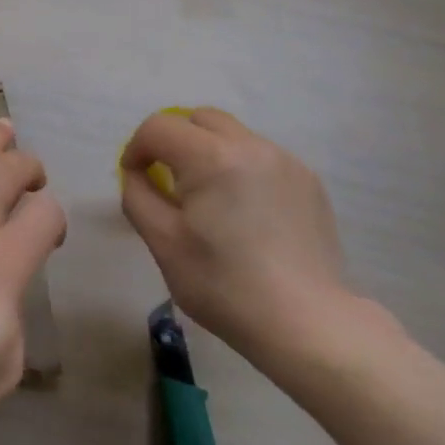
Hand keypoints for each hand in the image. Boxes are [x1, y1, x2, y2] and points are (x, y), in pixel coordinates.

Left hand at [0, 120, 65, 444]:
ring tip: (3, 128)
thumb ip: (13, 315)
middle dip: (29, 167)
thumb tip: (3, 292)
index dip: (56, 219)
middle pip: (10, 170)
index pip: (46, 213)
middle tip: (33, 178)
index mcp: (5, 259)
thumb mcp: (3, 364)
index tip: (49, 238)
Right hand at [120, 108, 358, 379]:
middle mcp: (250, 145)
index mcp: (211, 157)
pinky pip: (261, 156)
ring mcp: (285, 160)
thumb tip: (139, 174)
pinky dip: (241, 168)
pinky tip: (246, 212)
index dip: (137, 148)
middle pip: (198, 119)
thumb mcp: (163, 243)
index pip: (159, 127)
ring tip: (210, 198)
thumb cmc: (225, 286)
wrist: (308, 325)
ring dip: (209, 152)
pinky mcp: (308, 180)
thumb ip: (138, 196)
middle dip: (174, 141)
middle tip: (170, 181)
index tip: (135, 178)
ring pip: (232, 134)